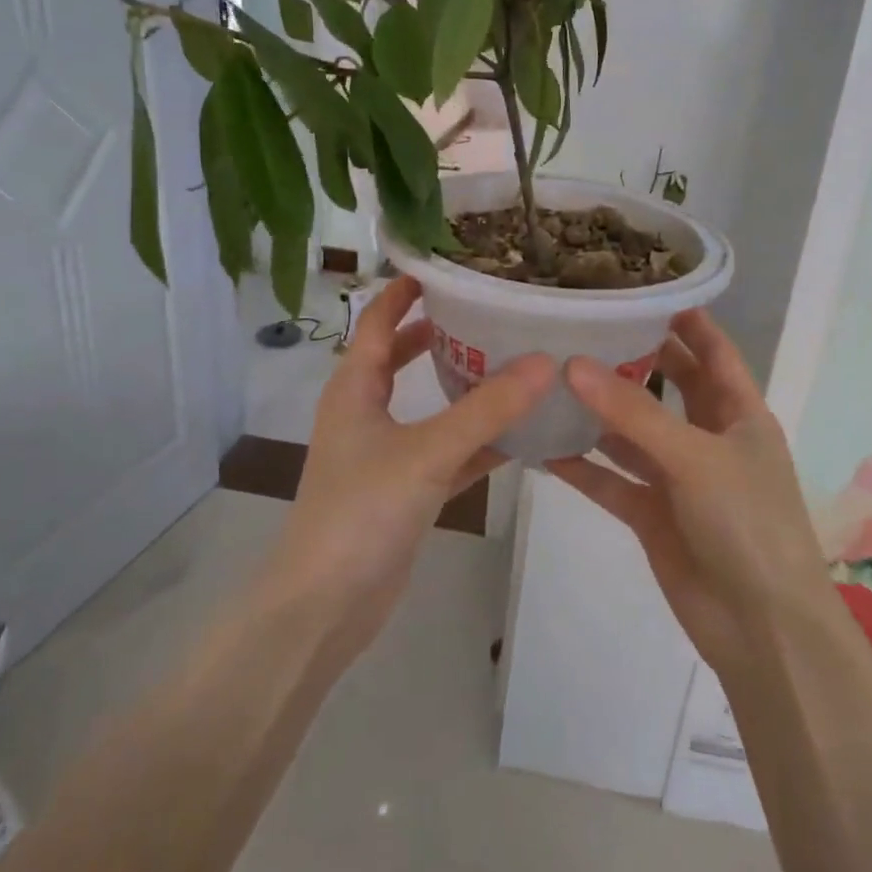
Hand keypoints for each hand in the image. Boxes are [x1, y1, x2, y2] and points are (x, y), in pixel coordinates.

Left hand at [269, 275, 553, 658]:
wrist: (326, 604)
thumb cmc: (362, 511)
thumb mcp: (427, 452)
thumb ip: (487, 409)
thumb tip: (545, 361)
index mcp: (355, 387)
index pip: (379, 320)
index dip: (406, 290)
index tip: (449, 267)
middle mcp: (366, 411)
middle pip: (402, 357)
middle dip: (441, 333)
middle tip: (492, 311)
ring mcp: (385, 452)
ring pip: (429, 405)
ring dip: (463, 385)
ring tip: (514, 360)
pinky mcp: (404, 488)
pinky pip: (446, 450)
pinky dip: (476, 440)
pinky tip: (521, 434)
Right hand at [546, 309, 829, 678]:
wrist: (761, 628)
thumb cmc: (747, 524)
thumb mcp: (694, 457)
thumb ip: (632, 413)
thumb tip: (573, 363)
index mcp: (739, 414)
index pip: (713, 351)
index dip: (686, 320)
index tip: (641, 289)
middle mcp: (708, 438)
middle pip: (668, 386)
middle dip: (632, 359)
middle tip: (582, 328)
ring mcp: (678, 478)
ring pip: (632, 433)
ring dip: (598, 412)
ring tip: (549, 378)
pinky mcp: (652, 514)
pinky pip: (612, 480)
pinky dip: (582, 466)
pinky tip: (542, 447)